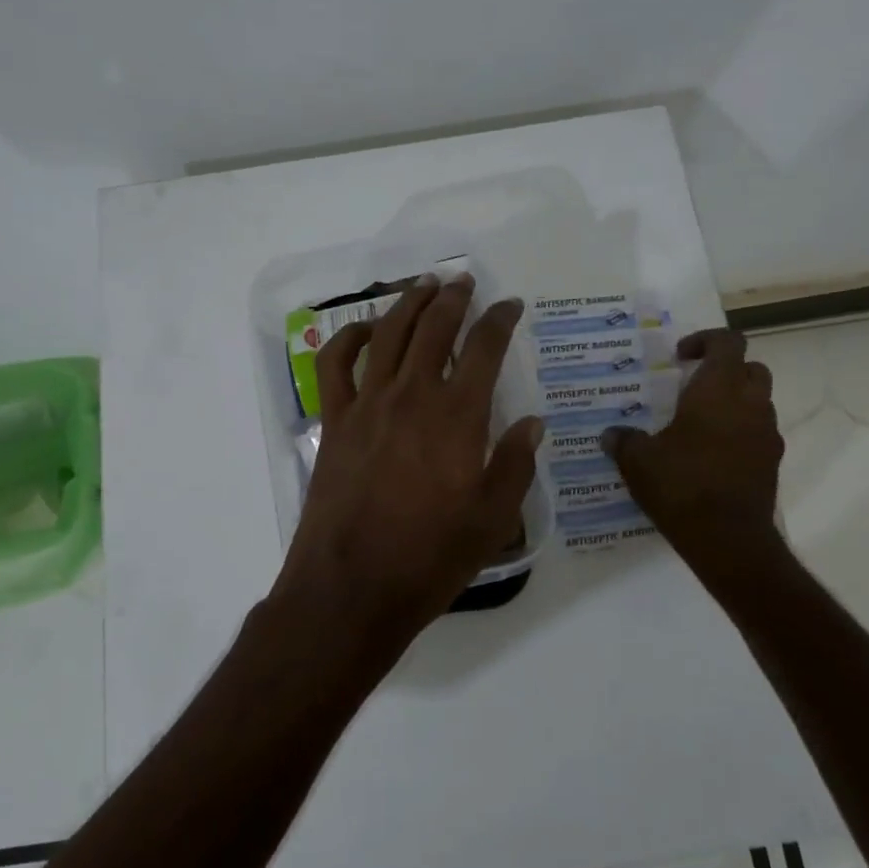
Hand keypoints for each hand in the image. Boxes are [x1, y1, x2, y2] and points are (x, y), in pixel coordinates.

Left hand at [270, 273, 543, 666]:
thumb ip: (515, 464)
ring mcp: (367, 405)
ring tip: (423, 286)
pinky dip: (350, 339)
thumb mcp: (493, 519)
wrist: (353, 587)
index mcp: (458, 416)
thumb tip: (533, 423)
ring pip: (387, 334)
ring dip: (407, 304)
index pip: (484, 348)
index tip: (510, 305)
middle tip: (464, 280)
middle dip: (453, 298)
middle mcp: (412, 396)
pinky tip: (366, 330)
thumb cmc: (431, 557)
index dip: (500, 319)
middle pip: (434, 328)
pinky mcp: (334, 422)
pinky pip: (336, 365)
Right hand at [600, 329, 784, 567]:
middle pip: (752, 368)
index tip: (680, 358)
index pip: (728, 342)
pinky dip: (740, 433)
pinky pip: (758, 434)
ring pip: (759, 402)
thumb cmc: (681, 485)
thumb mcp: (638, 461)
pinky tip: (711, 455)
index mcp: (718, 390)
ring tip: (700, 423)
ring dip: (735, 402)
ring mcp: (766, 435)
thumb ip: (624, 440)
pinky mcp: (771, 463)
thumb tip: (610, 434)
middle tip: (694, 387)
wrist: (727, 539)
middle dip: (725, 370)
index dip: (705, 340)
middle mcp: (750, 405)